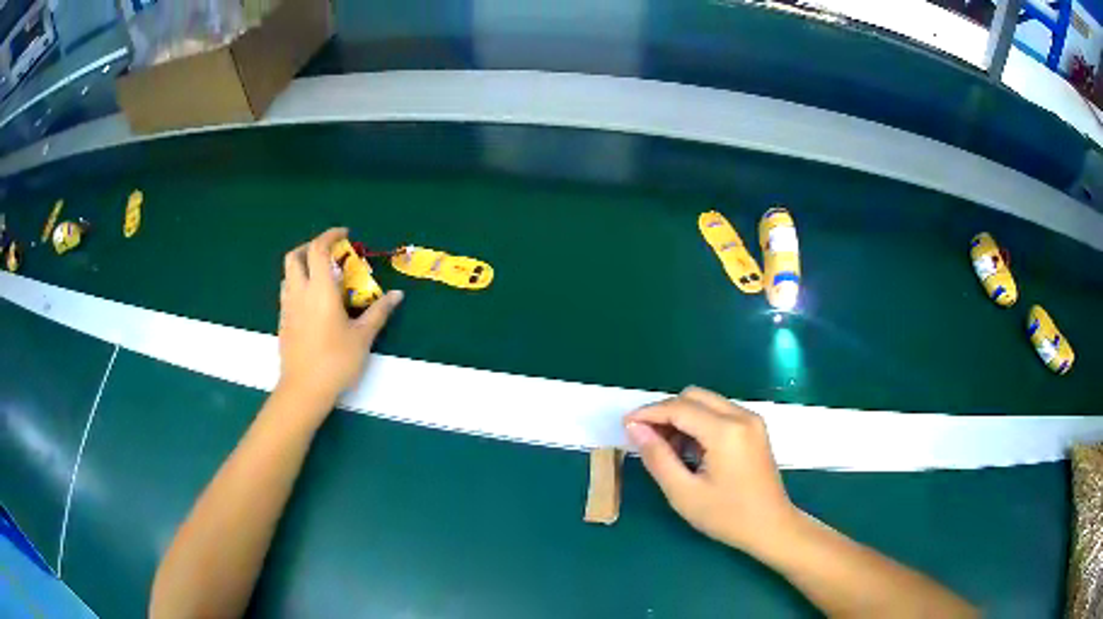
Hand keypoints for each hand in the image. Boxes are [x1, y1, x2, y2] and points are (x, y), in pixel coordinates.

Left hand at [278, 228, 402, 404]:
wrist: (304, 390)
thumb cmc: (336, 361)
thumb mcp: (362, 337)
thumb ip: (378, 312)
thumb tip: (397, 294)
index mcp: (319, 290)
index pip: (319, 249)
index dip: (330, 236)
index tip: (345, 235)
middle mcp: (299, 292)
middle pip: (295, 256)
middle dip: (311, 247)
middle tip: (329, 254)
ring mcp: (287, 308)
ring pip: (288, 275)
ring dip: (302, 266)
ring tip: (321, 278)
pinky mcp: (282, 322)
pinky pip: (287, 293)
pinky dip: (299, 285)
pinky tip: (313, 303)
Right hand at [624, 387, 795, 553]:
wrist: (771, 527)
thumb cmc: (727, 516)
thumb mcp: (684, 493)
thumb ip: (657, 457)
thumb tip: (634, 428)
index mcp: (726, 431)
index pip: (679, 408)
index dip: (648, 413)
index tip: (625, 425)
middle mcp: (741, 416)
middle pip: (693, 396)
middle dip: (665, 412)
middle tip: (646, 439)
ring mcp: (751, 420)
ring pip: (706, 402)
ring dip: (682, 417)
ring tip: (668, 450)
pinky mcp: (754, 428)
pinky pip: (719, 413)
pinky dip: (699, 423)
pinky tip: (691, 450)